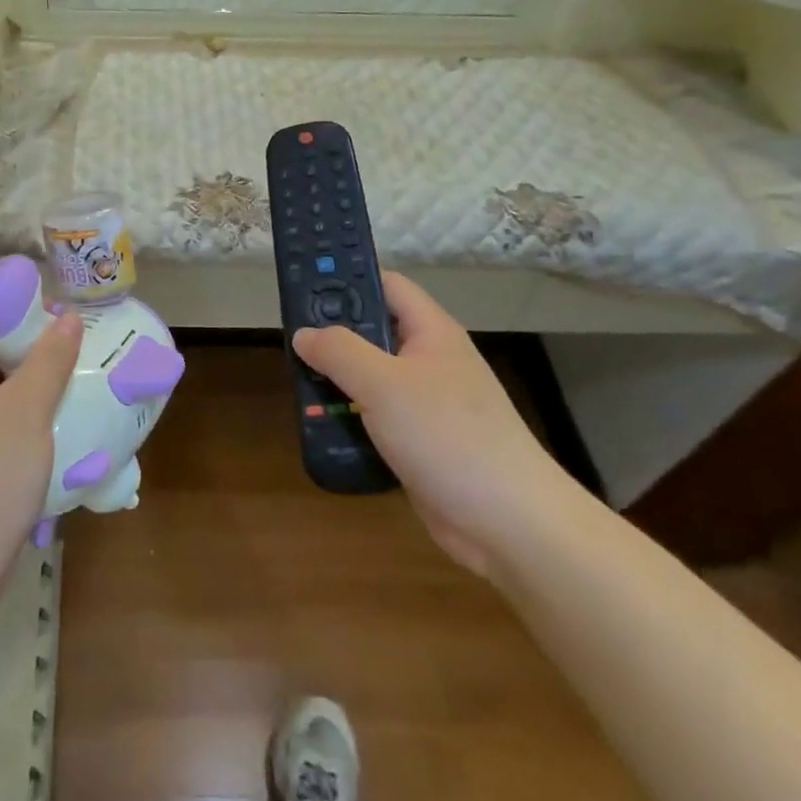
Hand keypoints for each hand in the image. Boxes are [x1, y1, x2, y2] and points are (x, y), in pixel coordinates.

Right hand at [293, 273, 574, 576]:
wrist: (509, 522)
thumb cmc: (447, 435)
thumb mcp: (383, 384)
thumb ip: (339, 351)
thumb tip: (304, 334)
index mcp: (431, 333)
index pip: (387, 285)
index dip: (349, 278)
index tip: (305, 283)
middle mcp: (430, 361)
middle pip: (374, 332)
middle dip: (333, 335)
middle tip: (291, 337)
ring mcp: (427, 403)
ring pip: (371, 378)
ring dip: (337, 381)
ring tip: (297, 383)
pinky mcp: (421, 442)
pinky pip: (376, 417)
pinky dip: (350, 417)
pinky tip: (321, 424)